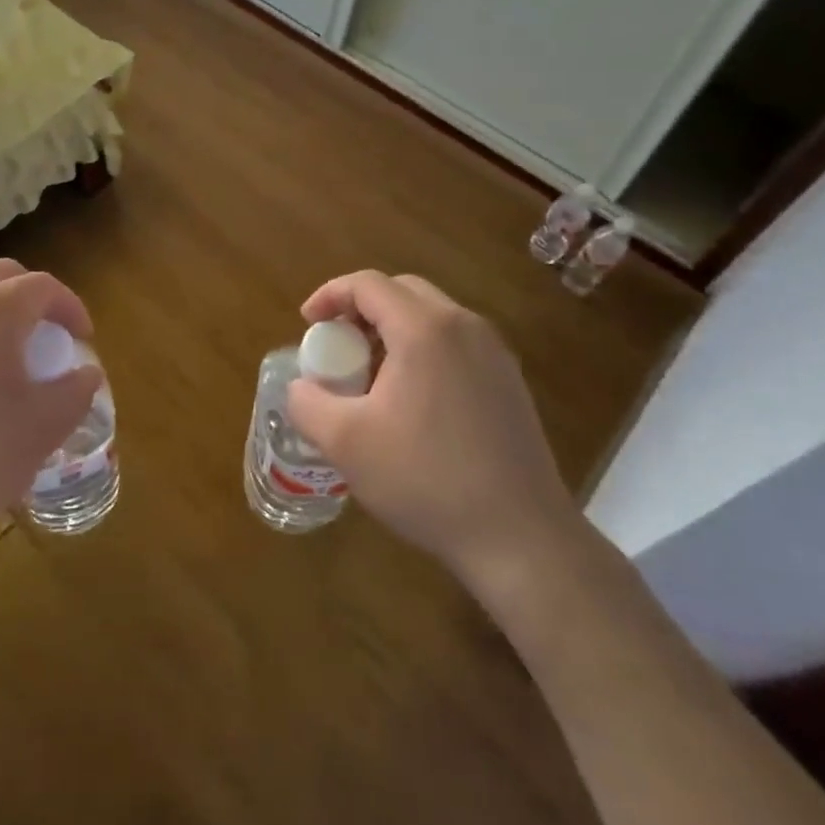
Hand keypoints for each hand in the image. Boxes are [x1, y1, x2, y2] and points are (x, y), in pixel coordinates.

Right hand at [287, 271, 585, 598]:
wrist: (522, 540)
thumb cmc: (427, 479)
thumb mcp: (345, 442)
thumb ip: (307, 402)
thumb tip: (302, 387)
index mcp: (425, 329)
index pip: (368, 284)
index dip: (329, 295)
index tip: (308, 325)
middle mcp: (464, 327)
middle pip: (401, 291)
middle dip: (361, 309)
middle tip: (337, 346)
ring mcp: (494, 354)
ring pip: (431, 317)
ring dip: (391, 331)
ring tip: (369, 376)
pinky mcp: (509, 383)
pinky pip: (454, 344)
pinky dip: (421, 351)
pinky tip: (410, 402)